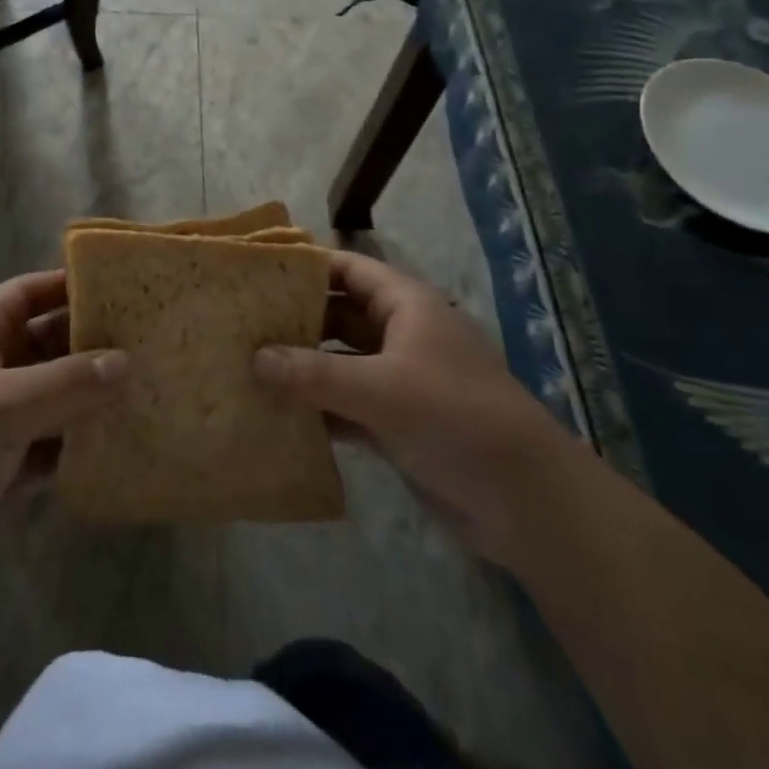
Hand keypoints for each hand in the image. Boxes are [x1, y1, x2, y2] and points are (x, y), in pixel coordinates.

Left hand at [0, 271, 125, 617]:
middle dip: (95, 340)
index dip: (69, 283)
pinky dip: (88, 441)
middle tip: (154, 337)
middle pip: (52, 341)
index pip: (30, 292)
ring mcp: (4, 419)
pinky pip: (61, 443)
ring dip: (97, 393)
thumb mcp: (2, 405)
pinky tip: (129, 439)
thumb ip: (67, 382)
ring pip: (61, 394)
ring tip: (156, 383)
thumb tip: (126, 360)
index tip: (122, 285)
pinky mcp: (13, 466)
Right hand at [254, 249, 570, 561]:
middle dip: (294, 320)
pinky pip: (345, 404)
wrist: (528, 502)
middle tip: (239, 324)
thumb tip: (254, 357)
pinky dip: (316, 408)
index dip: (305, 266)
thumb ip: (315, 374)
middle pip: (337, 315)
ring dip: (300, 367)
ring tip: (245, 366)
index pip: (347, 269)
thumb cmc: (457, 418)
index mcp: (405, 305)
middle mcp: (399, 334)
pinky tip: (276, 415)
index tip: (257, 273)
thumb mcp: (382, 390)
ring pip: (338, 362)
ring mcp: (398, 380)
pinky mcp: (396, 422)